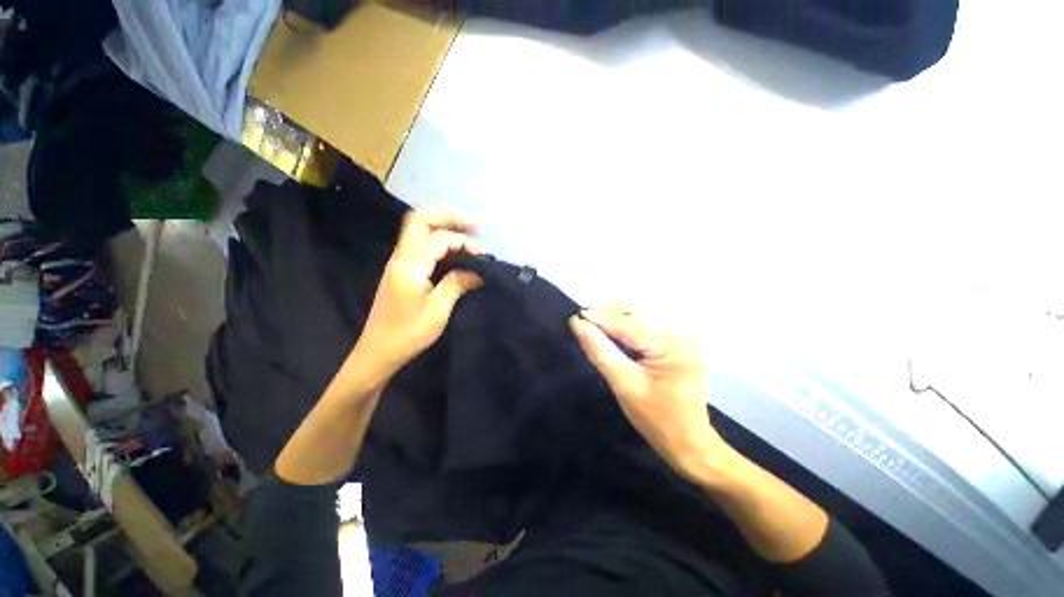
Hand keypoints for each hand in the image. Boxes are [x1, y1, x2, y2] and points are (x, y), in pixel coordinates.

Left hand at [352, 209, 483, 378]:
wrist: (379, 351)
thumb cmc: (408, 333)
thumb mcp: (438, 310)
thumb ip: (457, 284)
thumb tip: (477, 274)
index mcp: (410, 265)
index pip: (439, 239)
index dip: (463, 241)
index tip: (482, 255)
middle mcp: (401, 257)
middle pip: (420, 220)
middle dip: (448, 216)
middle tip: (474, 224)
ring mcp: (399, 263)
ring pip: (418, 230)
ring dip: (443, 225)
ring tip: (467, 232)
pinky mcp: (401, 271)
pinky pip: (419, 245)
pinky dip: (437, 240)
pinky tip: (453, 249)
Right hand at [570, 307, 731, 482]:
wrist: (690, 443)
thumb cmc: (657, 419)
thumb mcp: (625, 385)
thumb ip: (601, 352)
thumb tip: (578, 325)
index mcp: (672, 345)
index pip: (629, 324)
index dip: (600, 319)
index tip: (575, 317)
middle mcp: (682, 333)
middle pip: (638, 312)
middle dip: (608, 312)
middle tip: (583, 317)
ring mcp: (682, 336)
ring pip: (642, 315)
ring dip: (616, 316)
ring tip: (592, 319)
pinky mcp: (678, 342)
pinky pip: (648, 325)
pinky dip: (627, 324)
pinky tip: (611, 328)